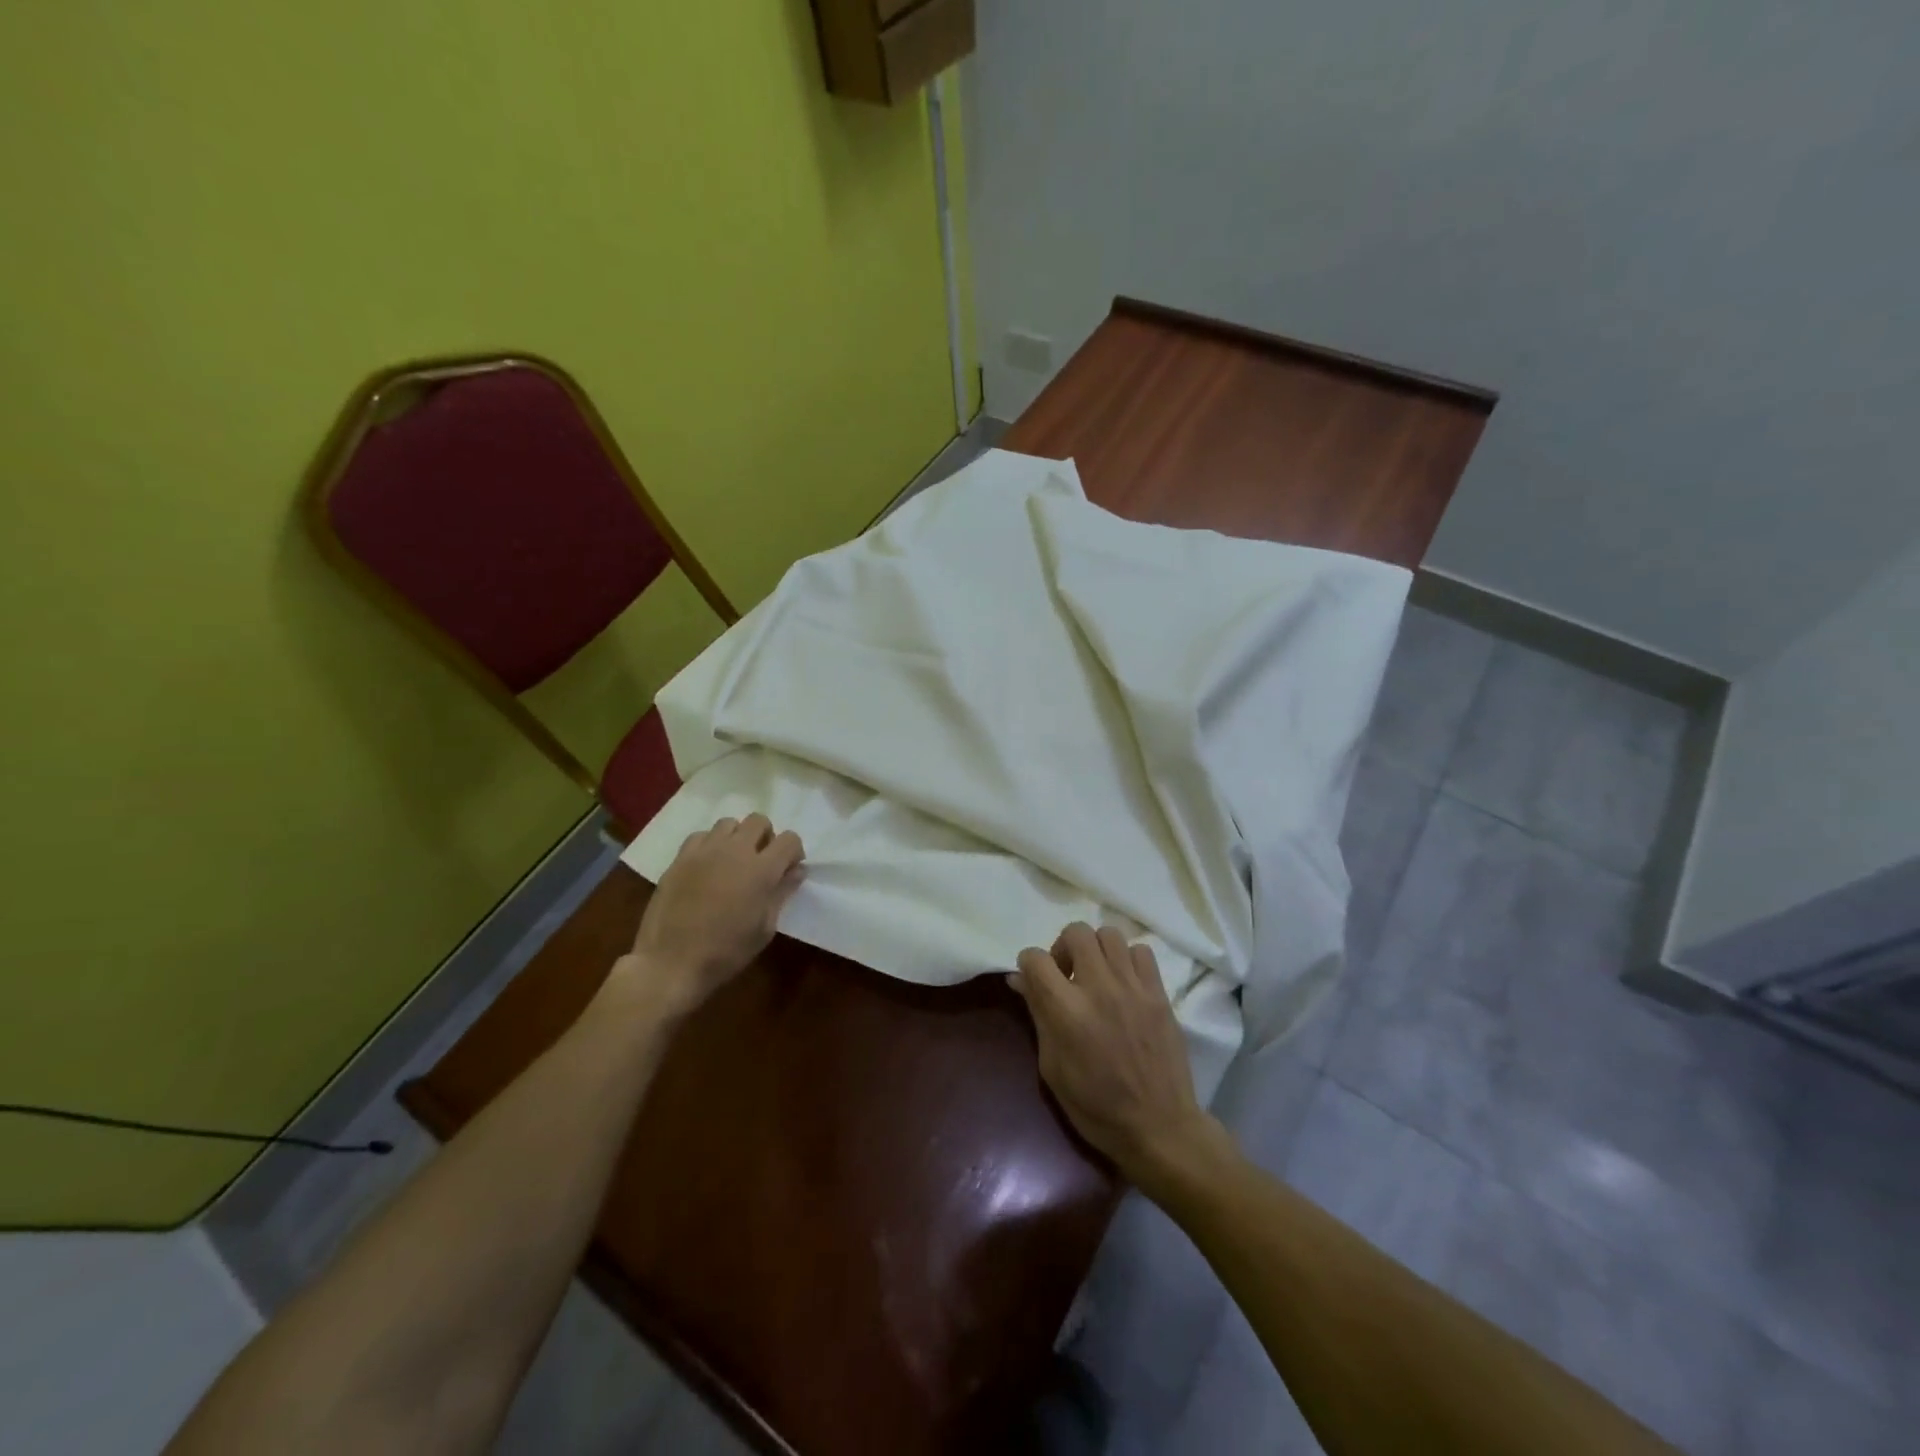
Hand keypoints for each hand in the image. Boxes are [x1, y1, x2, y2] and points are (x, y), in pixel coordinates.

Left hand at [613, 814, 804, 1018]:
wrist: (670, 962)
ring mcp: (704, 851)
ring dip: (737, 837)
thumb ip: (782, 893)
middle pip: (758, 821)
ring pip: (728, 823)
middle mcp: (735, 851)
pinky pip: (701, 836)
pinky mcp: (680, 858)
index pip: (789, 839)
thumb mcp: (764, 929)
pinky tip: (707, 866)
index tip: (788, 869)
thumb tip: (796, 871)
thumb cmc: (726, 952)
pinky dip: (709, 844)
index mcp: (761, 870)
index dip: (793, 851)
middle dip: (766, 837)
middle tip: (761, 862)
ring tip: (732, 862)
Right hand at [1009, 922, 1222, 1193]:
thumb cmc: (1095, 1107)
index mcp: (1067, 1011)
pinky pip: (1141, 951)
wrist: (1158, 1126)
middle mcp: (1099, 988)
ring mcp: (1133, 987)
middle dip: (1063, 947)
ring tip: (1096, 975)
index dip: (1028, 965)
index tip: (1033, 980)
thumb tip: (1020, 980)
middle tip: (1066, 976)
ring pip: (1109, 933)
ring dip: (1095, 949)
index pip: (1035, 958)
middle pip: (1076, 932)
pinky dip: (1127, 959)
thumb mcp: (1052, 1067)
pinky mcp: (1159, 993)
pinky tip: (1124, 984)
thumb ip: (1038, 1015)